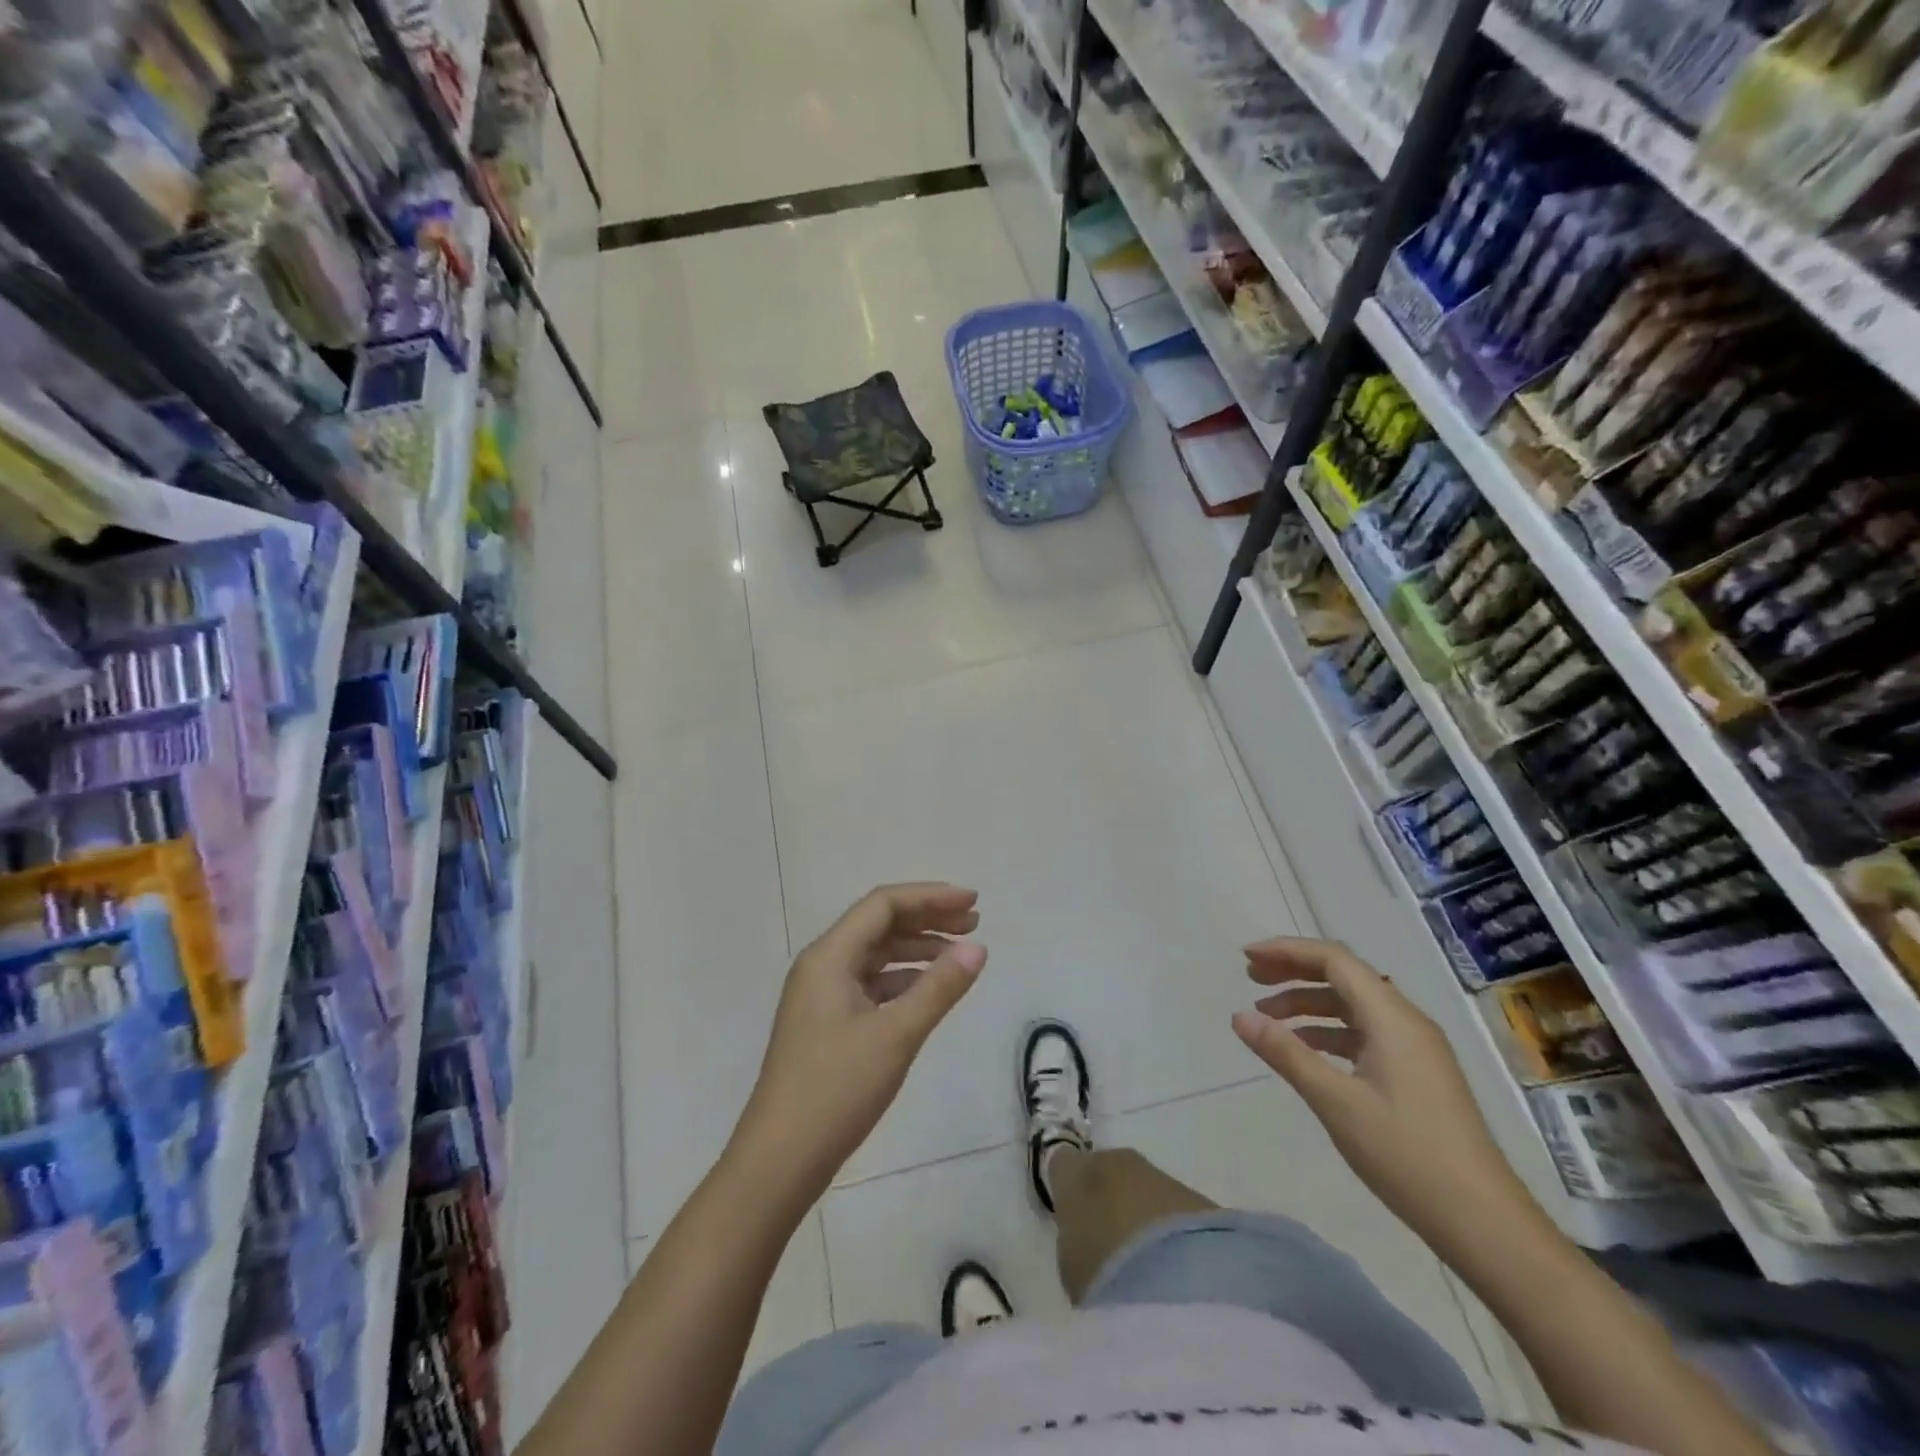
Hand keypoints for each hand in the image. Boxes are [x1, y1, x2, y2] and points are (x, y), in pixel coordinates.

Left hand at [734, 884, 986, 1199]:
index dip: (930, 897)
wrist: (780, 1160)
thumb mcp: (896, 1035)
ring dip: (917, 948)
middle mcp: (822, 966)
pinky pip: (871, 984)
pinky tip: (929, 990)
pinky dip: (903, 980)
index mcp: (829, 957)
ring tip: (960, 954)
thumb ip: (939, 988)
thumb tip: (977, 948)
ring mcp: (822, 996)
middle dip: (927, 918)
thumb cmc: (836, 1091)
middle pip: (879, 925)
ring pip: (876, 955)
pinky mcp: (827, 1024)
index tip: (972, 902)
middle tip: (974, 922)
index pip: (883, 905)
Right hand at [1232, 937, 1542, 1253]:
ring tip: (1267, 1018)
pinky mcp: (1418, 1073)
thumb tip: (1239, 1017)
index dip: (1287, 951)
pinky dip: (1328, 1031)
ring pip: (1353, 1006)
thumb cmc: (1406, 1155)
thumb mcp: (1335, 1102)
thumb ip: (1286, 1053)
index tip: (1246, 958)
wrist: (1485, 1223)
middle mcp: (1406, 1021)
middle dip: (1294, 971)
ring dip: (1308, 1003)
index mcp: (1392, 1018)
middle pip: (1344, 976)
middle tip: (1250, 979)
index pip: (1334, 959)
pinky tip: (1305, 1049)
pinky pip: (1365, 1032)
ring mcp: (1416, 1048)